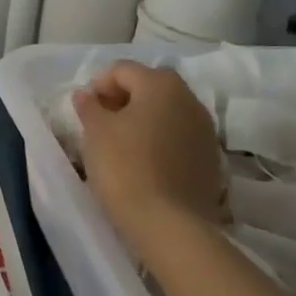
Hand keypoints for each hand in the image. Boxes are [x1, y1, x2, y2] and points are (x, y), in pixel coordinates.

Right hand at [73, 61, 224, 243]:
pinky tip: (144, 163)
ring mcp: (205, 131)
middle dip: (123, 99)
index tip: (84, 110)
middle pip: (149, 86)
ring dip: (143, 120)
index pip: (122, 69)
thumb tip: (87, 94)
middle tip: (101, 123)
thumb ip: (89, 106)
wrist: (170, 226)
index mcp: (161, 85)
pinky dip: (160, 141)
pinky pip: (179, 137)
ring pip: (167, 112)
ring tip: (121, 144)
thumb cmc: (126, 167)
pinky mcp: (210, 160)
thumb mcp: (96, 132)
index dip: (98, 85)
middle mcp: (189, 99)